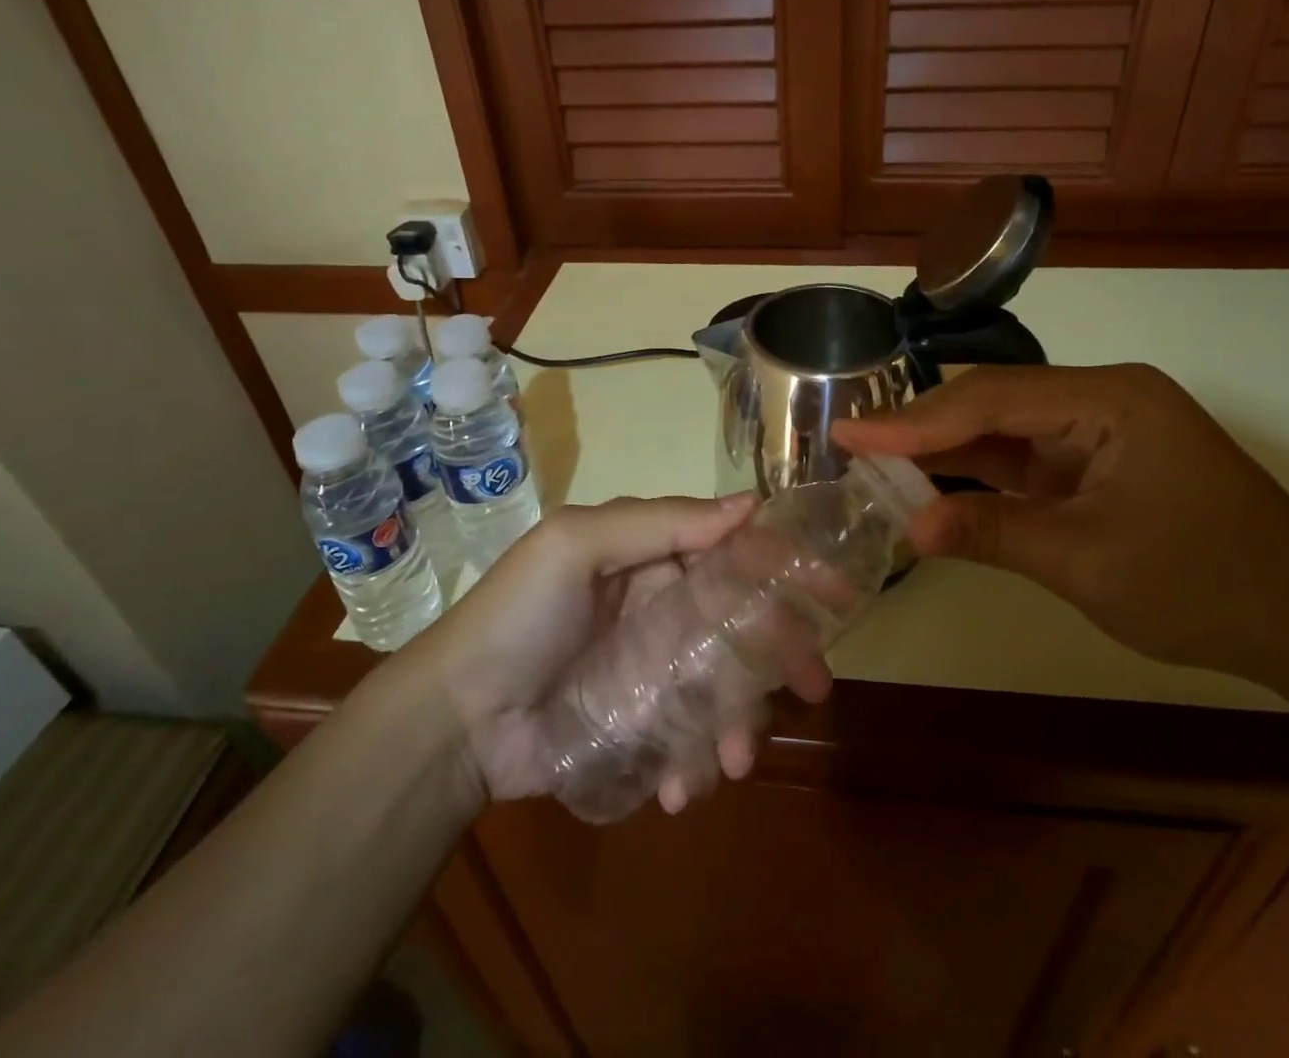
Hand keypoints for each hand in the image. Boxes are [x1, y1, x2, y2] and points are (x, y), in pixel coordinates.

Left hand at [427, 497, 832, 813]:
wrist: (455, 719)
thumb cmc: (517, 616)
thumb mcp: (575, 545)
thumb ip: (659, 521)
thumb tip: (749, 502)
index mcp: (654, 558)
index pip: (733, 552)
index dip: (784, 566)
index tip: (833, 594)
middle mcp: (665, 609)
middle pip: (743, 624)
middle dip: (782, 656)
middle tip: (813, 689)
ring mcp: (657, 673)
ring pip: (726, 688)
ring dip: (741, 722)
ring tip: (730, 761)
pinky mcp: (645, 728)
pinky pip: (692, 741)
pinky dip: (698, 763)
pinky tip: (681, 787)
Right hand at [832, 365, 1288, 687]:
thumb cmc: (1207, 587)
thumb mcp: (1087, 562)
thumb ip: (992, 533)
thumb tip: (908, 529)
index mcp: (1110, 398)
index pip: (992, 399)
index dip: (915, 420)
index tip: (851, 433)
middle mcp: (1104, 398)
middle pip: (995, 404)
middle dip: (924, 429)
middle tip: (854, 443)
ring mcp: (1104, 431)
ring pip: (1007, 430)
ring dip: (948, 450)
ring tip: (877, 459)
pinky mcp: (1102, 464)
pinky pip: (1028, 459)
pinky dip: (981, 473)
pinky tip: (934, 480)